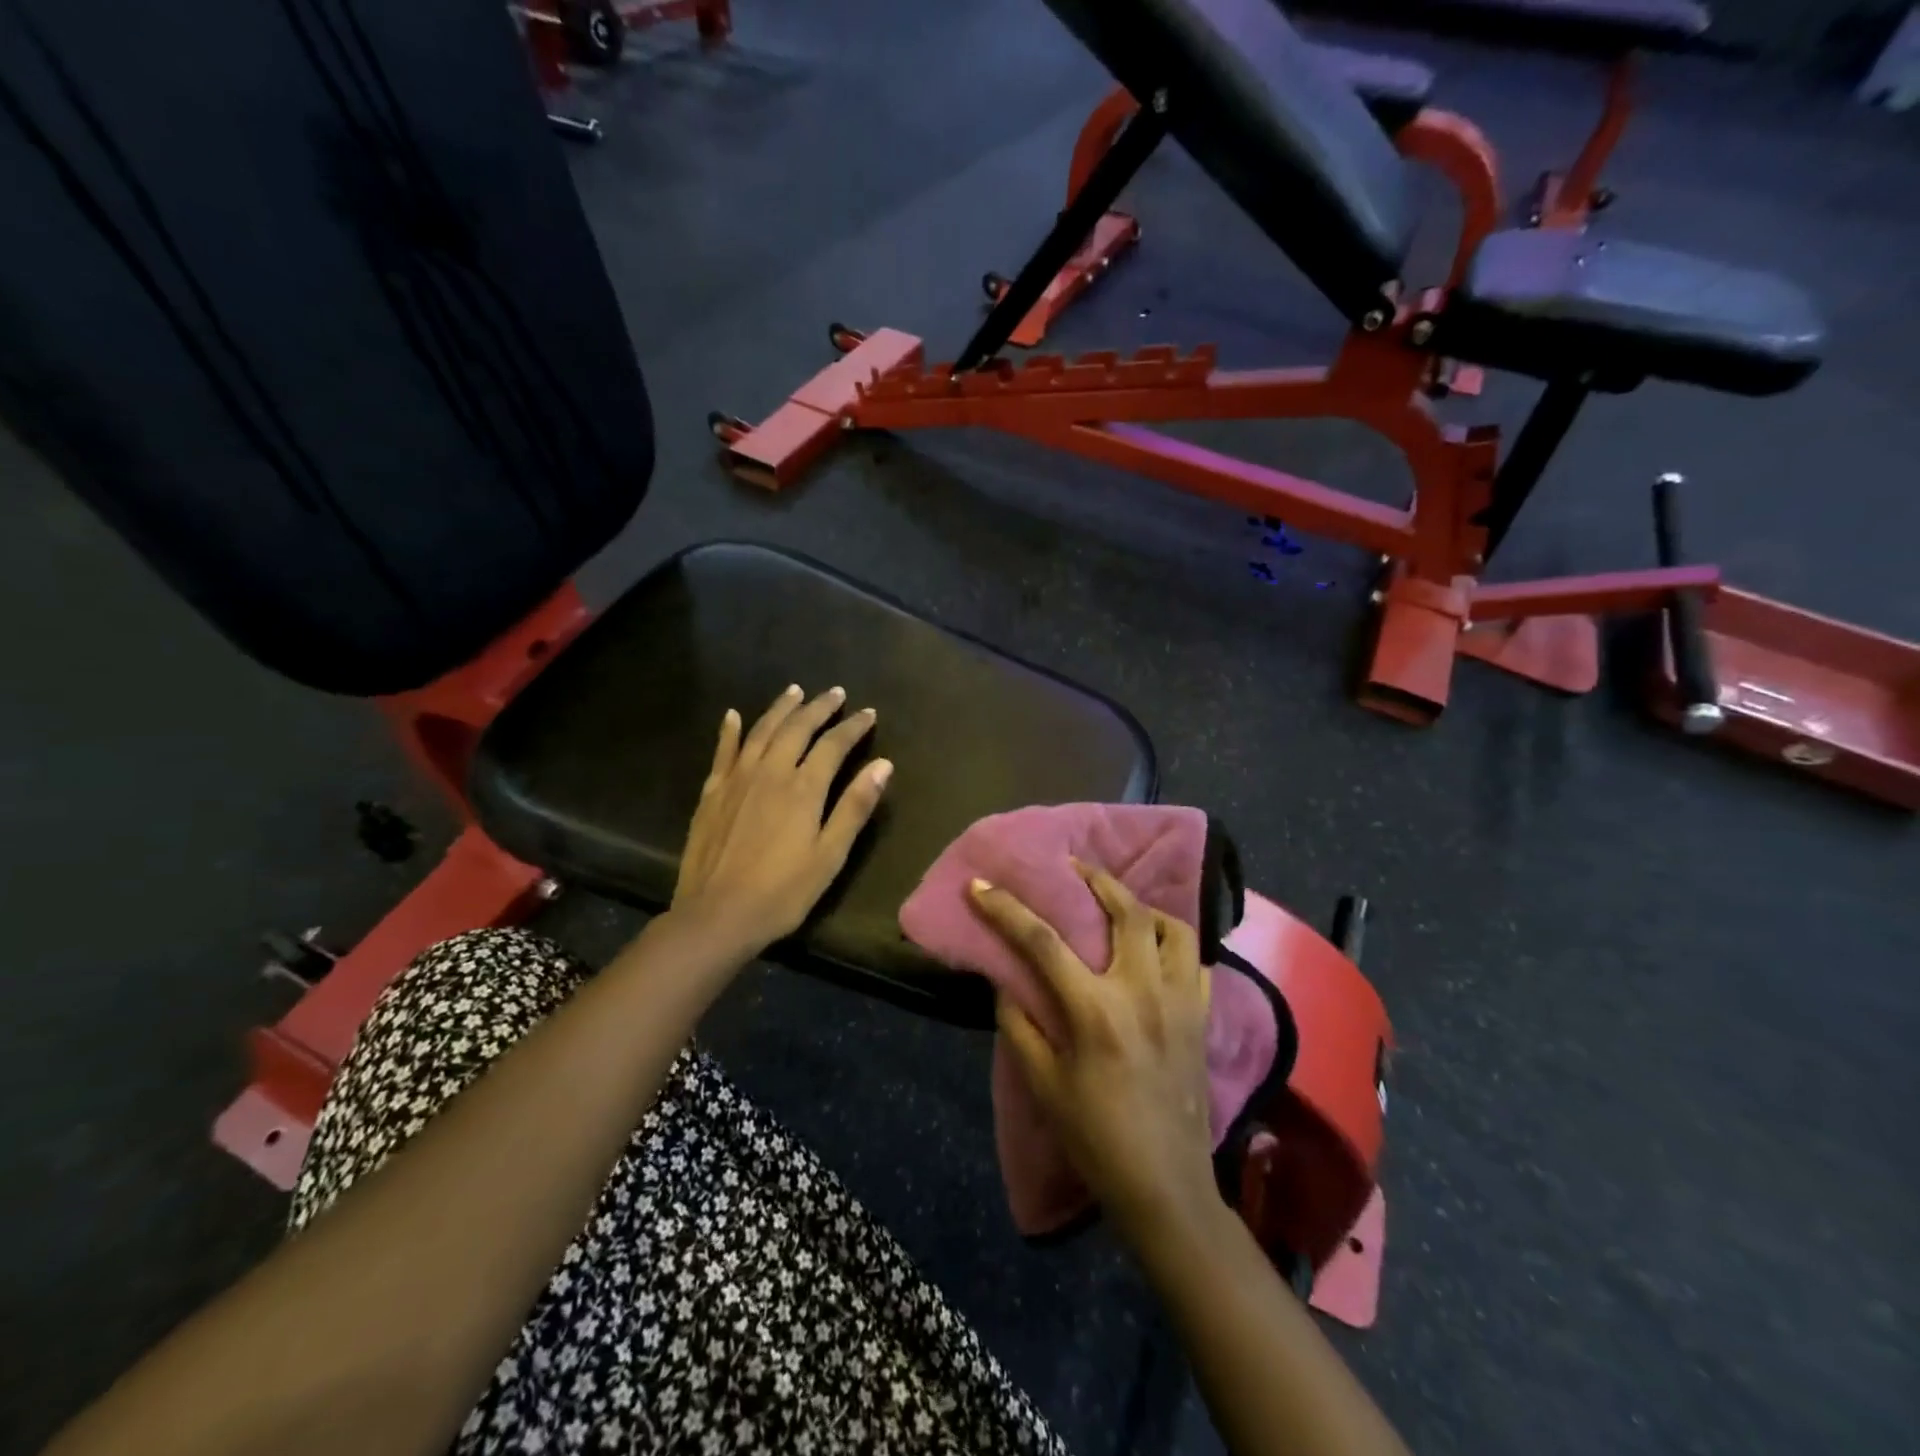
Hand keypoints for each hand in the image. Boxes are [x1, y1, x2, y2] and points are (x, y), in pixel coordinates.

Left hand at [672, 685, 892, 956]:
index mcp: (803, 788)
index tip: (868, 713)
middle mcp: (770, 772)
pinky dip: (731, 730)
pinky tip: (734, 715)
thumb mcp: (829, 855)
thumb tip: (883, 765)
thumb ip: (855, 807)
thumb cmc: (782, 892)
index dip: (853, 727)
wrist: (716, 915)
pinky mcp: (712, 792)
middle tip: (835, 693)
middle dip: (819, 708)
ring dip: (781, 709)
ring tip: (795, 691)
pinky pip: (723, 751)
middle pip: (797, 728)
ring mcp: (737, 779)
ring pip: (762, 731)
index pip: (834, 744)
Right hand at [970, 862, 1219, 1245]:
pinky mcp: (1203, 1015)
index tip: (980, 884)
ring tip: (1122, 902)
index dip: (1006, 909)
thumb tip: (1006, 981)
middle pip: (1125, 910)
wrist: (1165, 1187)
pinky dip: (1175, 941)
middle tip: (1074, 866)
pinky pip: (1197, 959)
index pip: (1042, 942)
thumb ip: (1019, 1024)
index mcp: (1096, 1010)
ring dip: (1144, 905)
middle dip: (1096, 878)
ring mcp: (1181, 1000)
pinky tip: (1157, 947)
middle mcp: (1142, 991)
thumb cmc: (1096, 1138)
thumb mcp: (1042, 1084)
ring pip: (1173, 926)